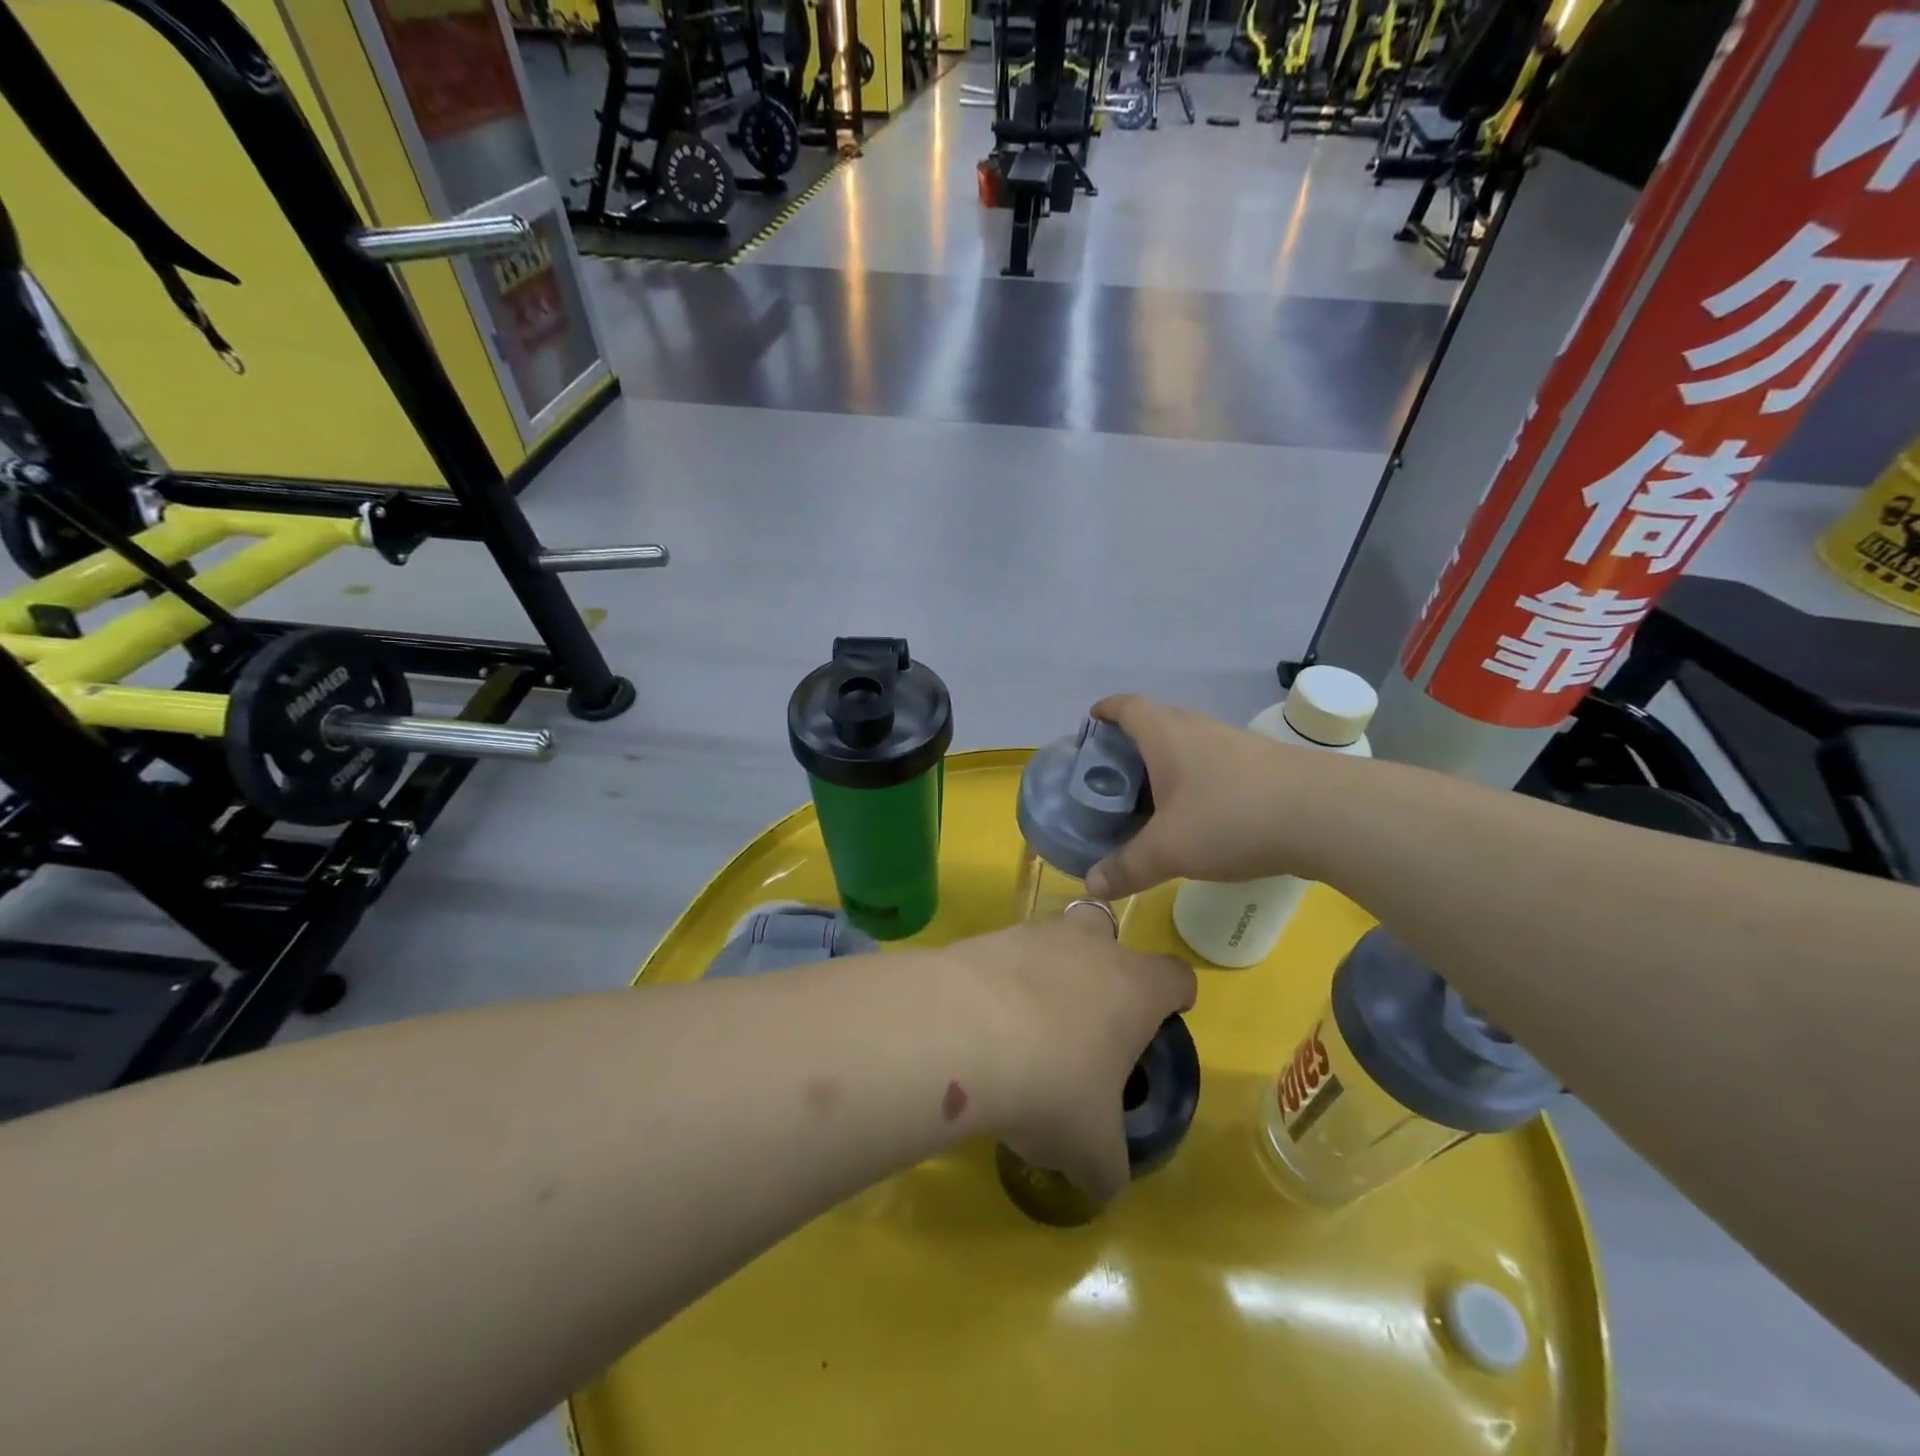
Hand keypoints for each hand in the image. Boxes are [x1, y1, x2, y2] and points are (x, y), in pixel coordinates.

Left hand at [952, 904, 1194, 1201]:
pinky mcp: (985, 937)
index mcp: (1135, 988)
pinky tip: (981, 1026)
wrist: (961, 1032)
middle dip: (1103, 970)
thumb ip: (1107, 1165)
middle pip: (1109, 939)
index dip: (1174, 998)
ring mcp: (1034, 934)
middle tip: (1087, 1022)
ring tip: (1023, 1033)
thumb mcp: (1091, 1149)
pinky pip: (1004, 957)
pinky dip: (999, 984)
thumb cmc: (1051, 1086)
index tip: (1161, 1023)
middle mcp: (1090, 947)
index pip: (1177, 976)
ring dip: (1046, 977)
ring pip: (1052, 943)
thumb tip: (1104, 1179)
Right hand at [1084, 694, 1331, 897]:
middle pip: (1158, 722)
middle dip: (1133, 742)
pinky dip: (1199, 779)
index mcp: (1166, 735)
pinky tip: (1202, 812)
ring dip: (1169, 762)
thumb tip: (1091, 886)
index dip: (1106, 710)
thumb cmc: (1231, 818)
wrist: (1326, 815)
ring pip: (1190, 743)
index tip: (1092, 722)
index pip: (1128, 706)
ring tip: (1154, 797)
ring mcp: (1236, 744)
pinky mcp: (1265, 765)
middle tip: (1116, 775)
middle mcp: (1199, 729)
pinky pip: (1217, 763)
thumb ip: (1128, 867)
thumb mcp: (1169, 850)